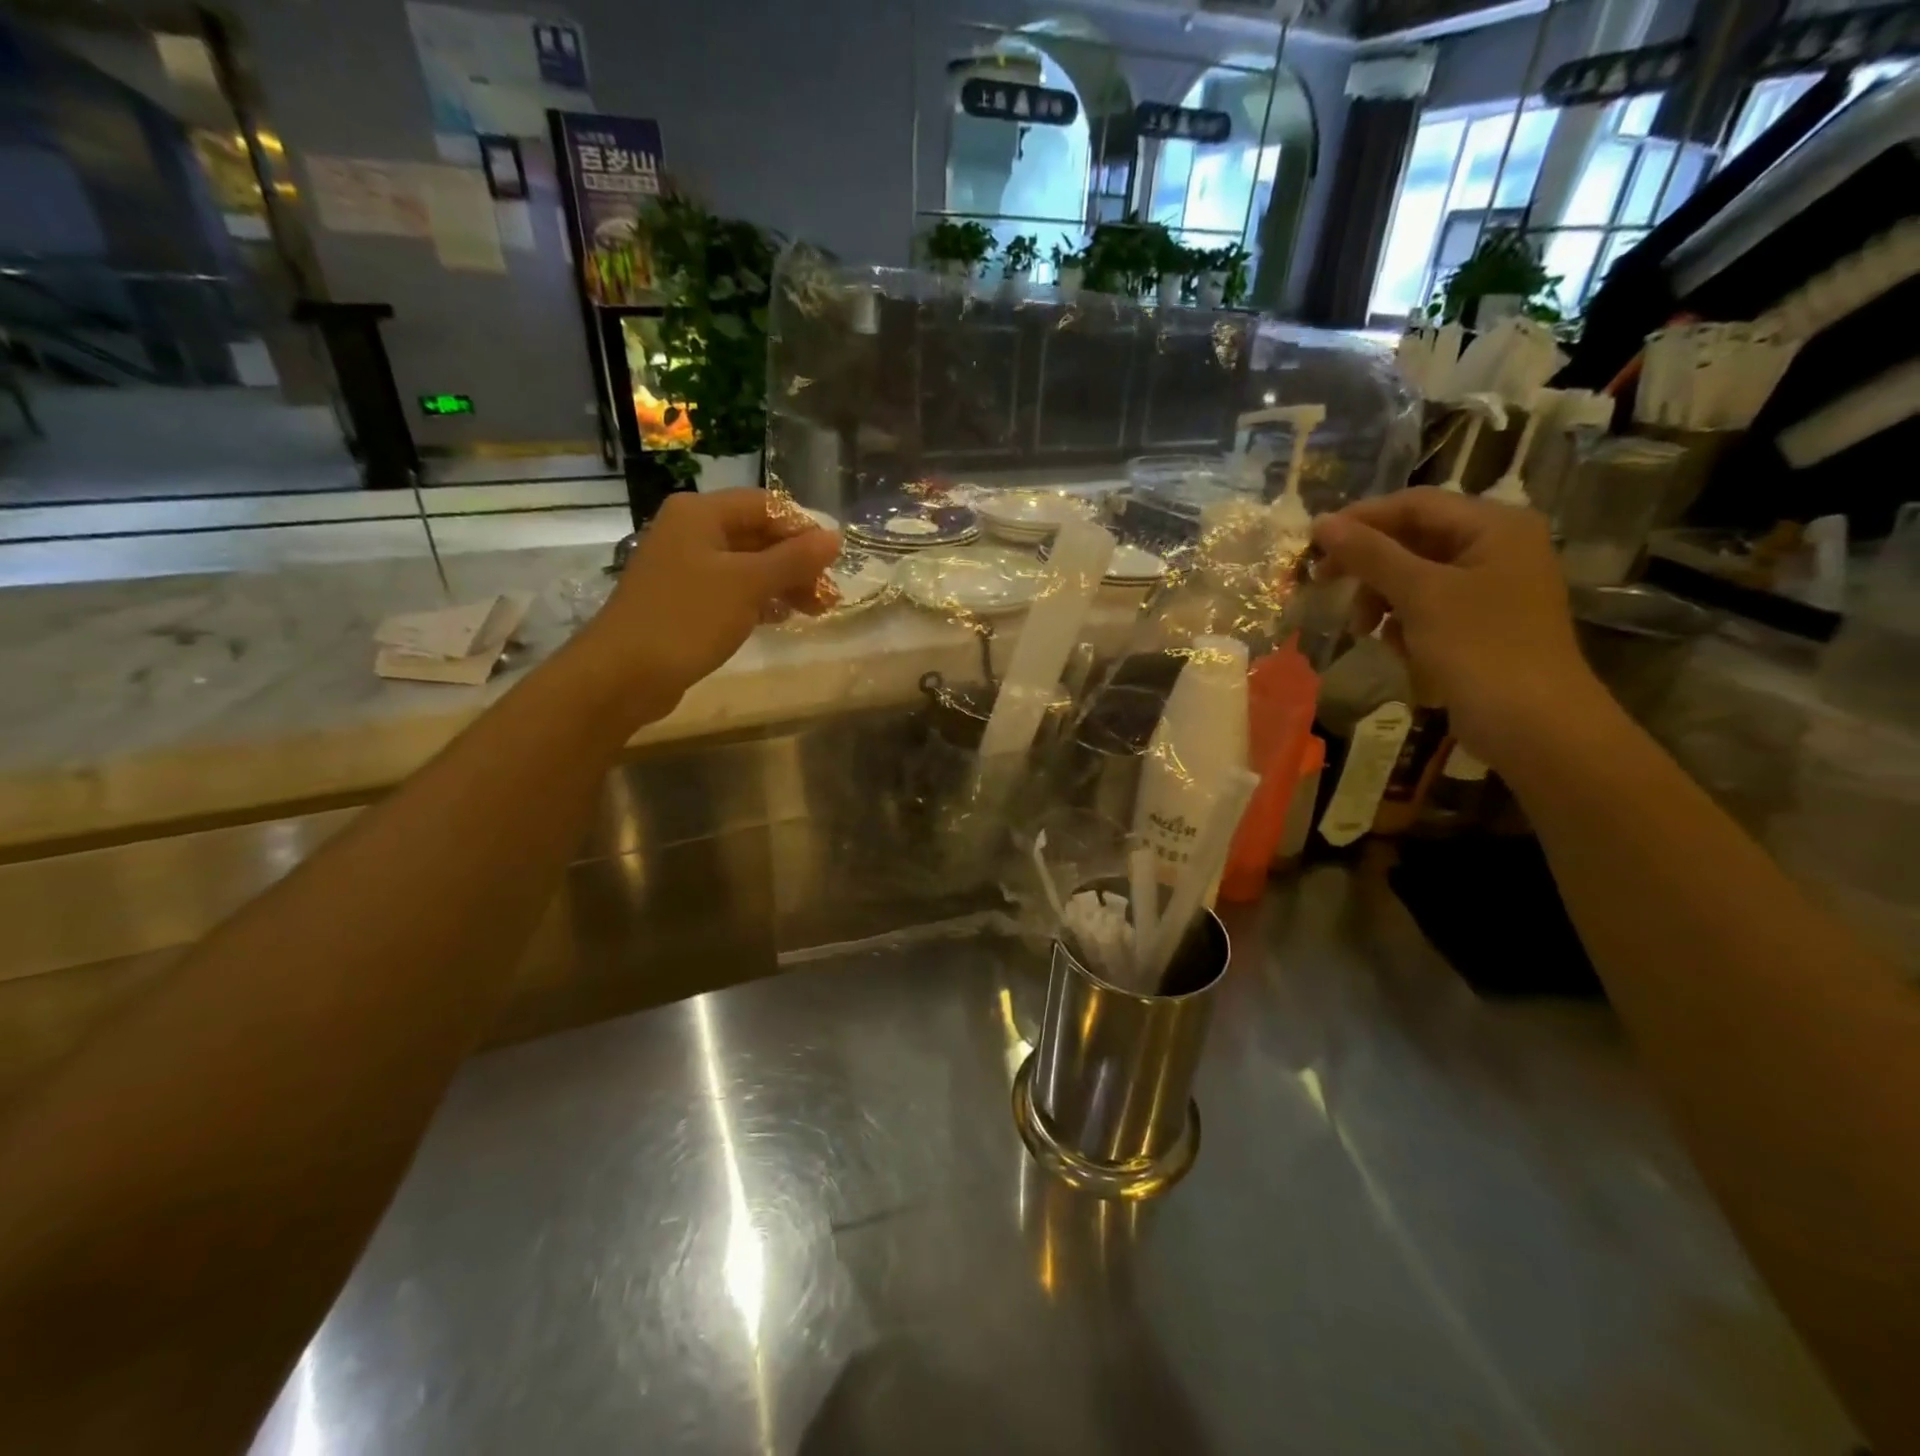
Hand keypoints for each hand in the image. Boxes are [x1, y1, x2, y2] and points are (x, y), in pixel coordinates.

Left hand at [582, 489, 840, 720]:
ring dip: (783, 583)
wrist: (624, 673)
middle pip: (757, 535)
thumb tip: (835, 538)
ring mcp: (685, 567)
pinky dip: (759, 600)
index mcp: (700, 513)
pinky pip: (732, 590)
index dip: (803, 528)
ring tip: (815, 610)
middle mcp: (690, 531)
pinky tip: (782, 617)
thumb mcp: (748, 585)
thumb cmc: (688, 618)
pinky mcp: (684, 600)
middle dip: (796, 562)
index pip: (765, 505)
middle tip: (828, 593)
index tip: (834, 559)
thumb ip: (794, 559)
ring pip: (747, 565)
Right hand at [1313, 487, 1610, 768]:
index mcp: (1494, 527)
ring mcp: (1489, 588)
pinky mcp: (1479, 624)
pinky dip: (1401, 621)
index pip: (1415, 504)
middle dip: (1368, 565)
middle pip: (1413, 539)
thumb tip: (1321, 522)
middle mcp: (1496, 548)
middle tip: (1323, 584)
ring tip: (1362, 628)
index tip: (1312, 545)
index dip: (1361, 520)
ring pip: (1414, 576)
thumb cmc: (1481, 649)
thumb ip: (1370, 555)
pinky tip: (1394, 646)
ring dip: (1380, 597)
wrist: (1534, 726)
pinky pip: (1426, 607)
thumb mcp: (1420, 595)